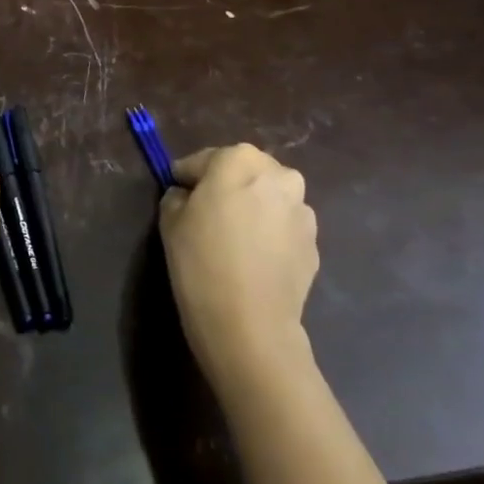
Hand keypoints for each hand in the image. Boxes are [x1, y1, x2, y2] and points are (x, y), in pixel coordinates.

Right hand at [160, 145, 318, 395]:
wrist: (249, 322)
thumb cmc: (200, 261)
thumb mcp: (170, 221)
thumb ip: (177, 196)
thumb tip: (188, 196)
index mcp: (239, 160)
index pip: (202, 160)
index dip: (186, 179)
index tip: (178, 197)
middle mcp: (278, 174)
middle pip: (243, 172)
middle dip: (226, 187)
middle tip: (205, 216)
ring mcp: (302, 208)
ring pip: (268, 198)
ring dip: (252, 209)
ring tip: (233, 240)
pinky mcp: (314, 241)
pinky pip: (283, 227)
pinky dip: (269, 234)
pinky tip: (253, 260)